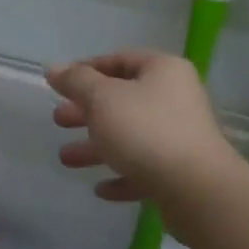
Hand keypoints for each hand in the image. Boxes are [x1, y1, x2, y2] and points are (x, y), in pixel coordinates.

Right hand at [48, 50, 235, 203]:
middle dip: (87, 111)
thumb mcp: (102, 99)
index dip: (87, 69)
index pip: (120, 59)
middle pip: (124, 99)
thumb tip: (54, 68)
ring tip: (66, 158)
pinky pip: (145, 168)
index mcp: (163, 71)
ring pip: (131, 136)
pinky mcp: (181, 172)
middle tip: (58, 120)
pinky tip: (101, 189)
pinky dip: (122, 175)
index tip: (60, 85)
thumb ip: (76, 82)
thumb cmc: (145, 131)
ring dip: (97, 147)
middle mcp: (176, 98)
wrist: (195, 189)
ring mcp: (181, 136)